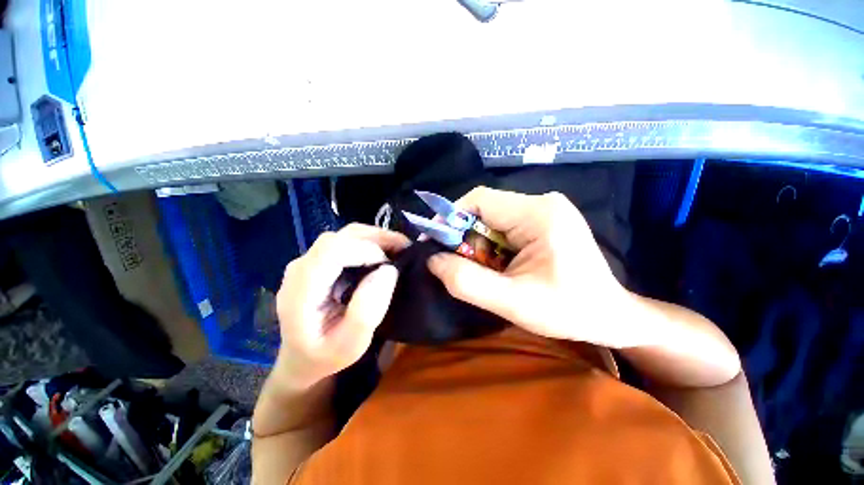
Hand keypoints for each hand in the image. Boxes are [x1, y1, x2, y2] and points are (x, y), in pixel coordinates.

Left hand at [273, 224, 408, 388]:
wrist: (303, 358)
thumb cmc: (326, 355)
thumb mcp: (351, 345)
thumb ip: (366, 311)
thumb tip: (387, 270)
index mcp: (301, 291)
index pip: (331, 251)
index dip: (364, 250)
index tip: (389, 265)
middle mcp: (300, 269)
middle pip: (339, 237)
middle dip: (375, 238)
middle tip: (404, 249)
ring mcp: (308, 262)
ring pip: (343, 234)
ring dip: (374, 237)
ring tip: (398, 247)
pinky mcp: (318, 261)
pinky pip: (345, 241)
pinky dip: (369, 241)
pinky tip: (384, 251)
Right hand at [427, 187, 641, 347]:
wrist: (610, 315)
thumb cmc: (569, 311)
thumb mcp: (513, 303)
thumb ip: (467, 282)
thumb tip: (432, 260)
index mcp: (539, 214)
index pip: (479, 200)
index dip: (450, 218)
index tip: (432, 242)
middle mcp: (541, 203)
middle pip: (484, 210)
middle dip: (464, 237)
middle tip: (457, 264)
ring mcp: (544, 210)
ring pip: (491, 220)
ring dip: (478, 244)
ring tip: (484, 271)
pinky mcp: (543, 221)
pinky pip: (503, 227)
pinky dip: (491, 246)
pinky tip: (498, 266)